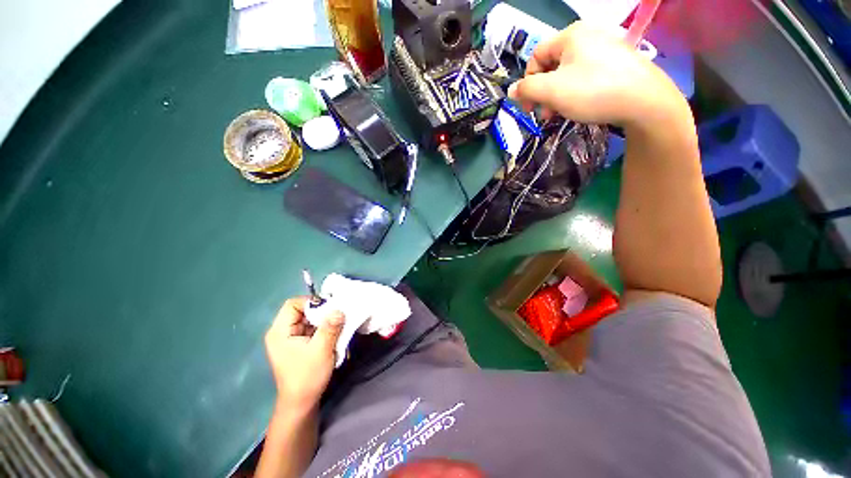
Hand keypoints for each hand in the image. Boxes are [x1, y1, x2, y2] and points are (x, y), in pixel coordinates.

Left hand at [264, 297, 344, 410]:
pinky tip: (332, 335)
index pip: (293, 304)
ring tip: (337, 327)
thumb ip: (330, 327)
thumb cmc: (307, 376)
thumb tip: (339, 309)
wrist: (301, 403)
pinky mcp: (297, 344)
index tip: (330, 309)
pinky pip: (311, 328)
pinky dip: (323, 329)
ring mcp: (289, 338)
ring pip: (308, 319)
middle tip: (337, 317)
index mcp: (280, 331)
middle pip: (302, 310)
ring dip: (324, 321)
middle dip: (321, 312)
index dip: (312, 302)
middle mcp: (282, 332)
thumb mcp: (321, 349)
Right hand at [508, 21, 685, 128]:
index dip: (527, 82)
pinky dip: (575, 93)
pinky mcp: (615, 64)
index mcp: (570, 36)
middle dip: (543, 93)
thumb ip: (527, 89)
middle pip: (551, 66)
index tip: (528, 106)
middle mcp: (587, 36)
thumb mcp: (551, 91)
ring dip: (557, 96)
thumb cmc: (592, 91)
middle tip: (545, 114)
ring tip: (560, 114)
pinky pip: (585, 76)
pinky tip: (579, 107)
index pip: (535, 56)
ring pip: (567, 74)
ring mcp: (604, 49)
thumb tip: (511, 91)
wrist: (644, 100)